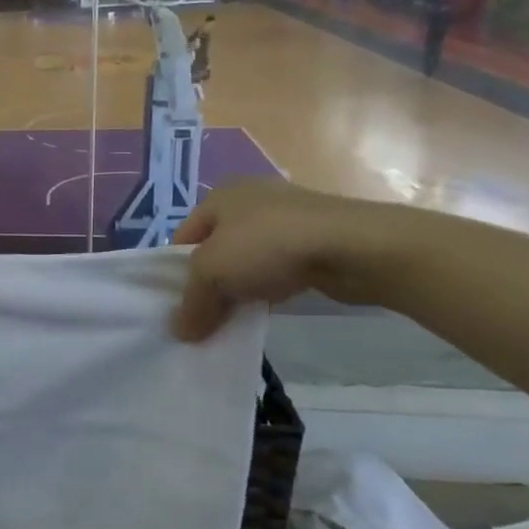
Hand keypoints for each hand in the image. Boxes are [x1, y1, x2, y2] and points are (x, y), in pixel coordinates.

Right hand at [170, 180, 396, 340]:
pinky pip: (278, 267)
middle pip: (216, 250)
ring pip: (248, 260)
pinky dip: (270, 286)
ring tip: (236, 316)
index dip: (176, 273)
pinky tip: (270, 306)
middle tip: (204, 317)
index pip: (183, 238)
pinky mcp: (315, 238)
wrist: (352, 246)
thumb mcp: (212, 274)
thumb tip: (179, 332)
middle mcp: (250, 199)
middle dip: (209, 284)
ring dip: (240, 288)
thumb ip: (191, 303)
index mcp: (219, 196)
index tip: (179, 307)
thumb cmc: (267, 246)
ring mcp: (286, 217)